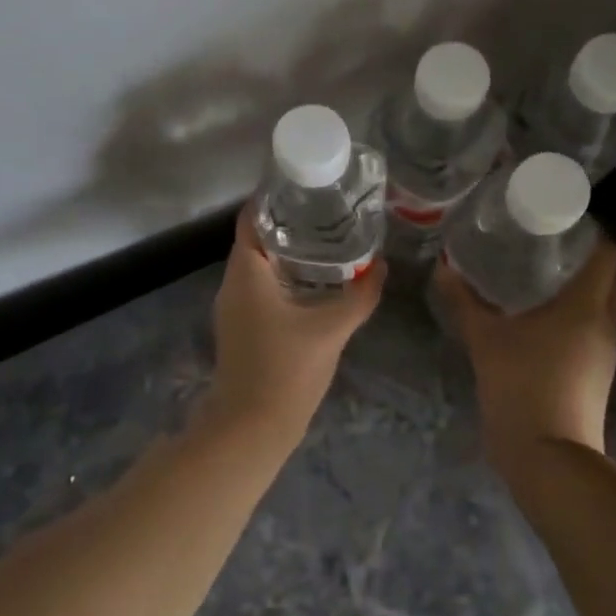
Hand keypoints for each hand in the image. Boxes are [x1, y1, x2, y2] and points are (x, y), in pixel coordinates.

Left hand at [205, 205, 385, 433]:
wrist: (252, 428)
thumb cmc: (286, 370)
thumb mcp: (331, 328)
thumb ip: (360, 295)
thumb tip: (382, 266)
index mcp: (246, 271)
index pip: (253, 217)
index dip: (277, 197)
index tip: (309, 186)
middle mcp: (233, 283)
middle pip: (258, 238)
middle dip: (292, 223)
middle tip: (330, 211)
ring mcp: (234, 307)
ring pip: (260, 265)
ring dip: (290, 251)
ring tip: (330, 239)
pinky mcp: (242, 327)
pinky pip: (262, 288)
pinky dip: (286, 276)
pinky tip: (316, 282)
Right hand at [433, 236, 615, 454]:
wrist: (548, 456)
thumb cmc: (521, 384)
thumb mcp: (484, 339)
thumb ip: (463, 301)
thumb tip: (443, 268)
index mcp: (587, 305)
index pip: (606, 253)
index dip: (589, 233)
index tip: (557, 222)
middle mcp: (605, 323)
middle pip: (607, 278)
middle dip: (581, 259)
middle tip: (541, 247)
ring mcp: (605, 353)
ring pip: (600, 306)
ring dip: (578, 290)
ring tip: (535, 278)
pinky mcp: (596, 375)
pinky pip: (591, 331)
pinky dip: (573, 317)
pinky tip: (538, 321)